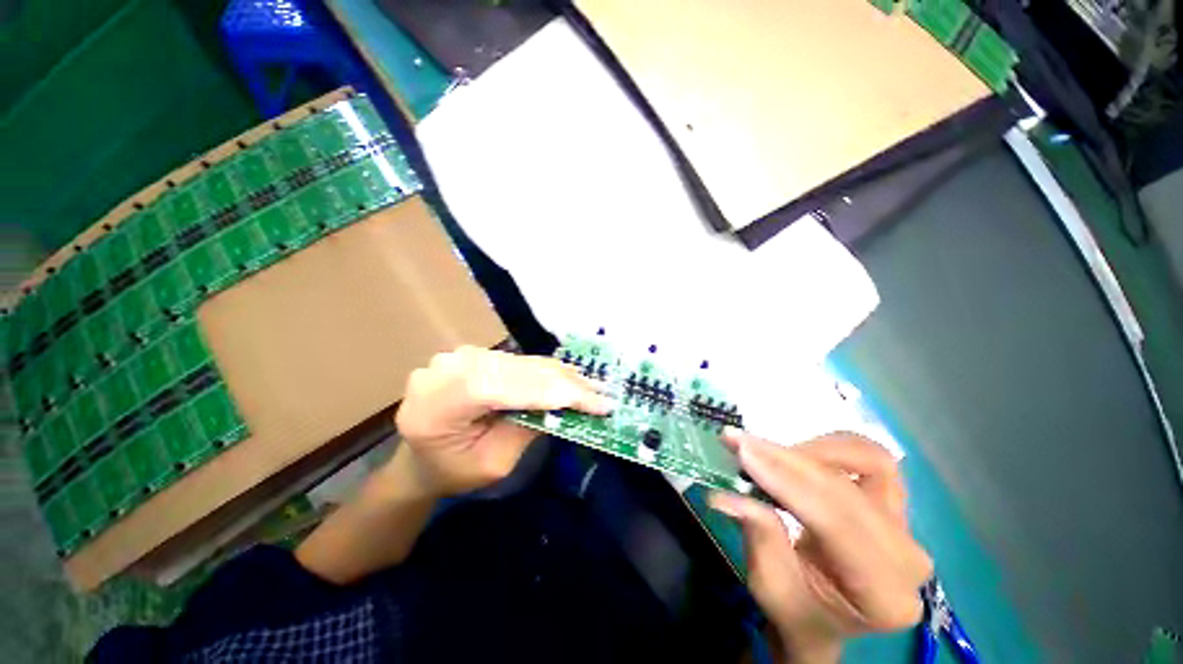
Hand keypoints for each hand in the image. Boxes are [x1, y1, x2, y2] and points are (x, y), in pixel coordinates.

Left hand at [394, 346, 612, 496]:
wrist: (423, 457)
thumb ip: (527, 428)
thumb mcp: (494, 463)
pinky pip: (515, 361)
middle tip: (600, 393)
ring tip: (591, 386)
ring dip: (558, 375)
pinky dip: (544, 370)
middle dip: (562, 383)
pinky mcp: (473, 355)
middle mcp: (444, 371)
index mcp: (435, 406)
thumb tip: (566, 404)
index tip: (593, 402)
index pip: (499, 387)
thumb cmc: (454, 470)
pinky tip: (568, 376)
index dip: (550, 392)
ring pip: (519, 363)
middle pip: (514, 371)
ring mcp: (458, 357)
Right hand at [709, 430, 932, 662]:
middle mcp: (908, 557)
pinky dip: (830, 448)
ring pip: (870, 460)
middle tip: (742, 442)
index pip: (836, 521)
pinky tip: (797, 455)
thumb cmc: (797, 611)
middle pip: (849, 487)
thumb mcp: (769, 586)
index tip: (742, 451)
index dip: (786, 480)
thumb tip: (725, 495)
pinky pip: (869, 458)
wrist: (823, 617)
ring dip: (814, 449)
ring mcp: (907, 526)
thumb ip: (758, 537)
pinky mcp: (895, 504)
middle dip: (789, 459)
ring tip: (771, 454)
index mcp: (883, 593)